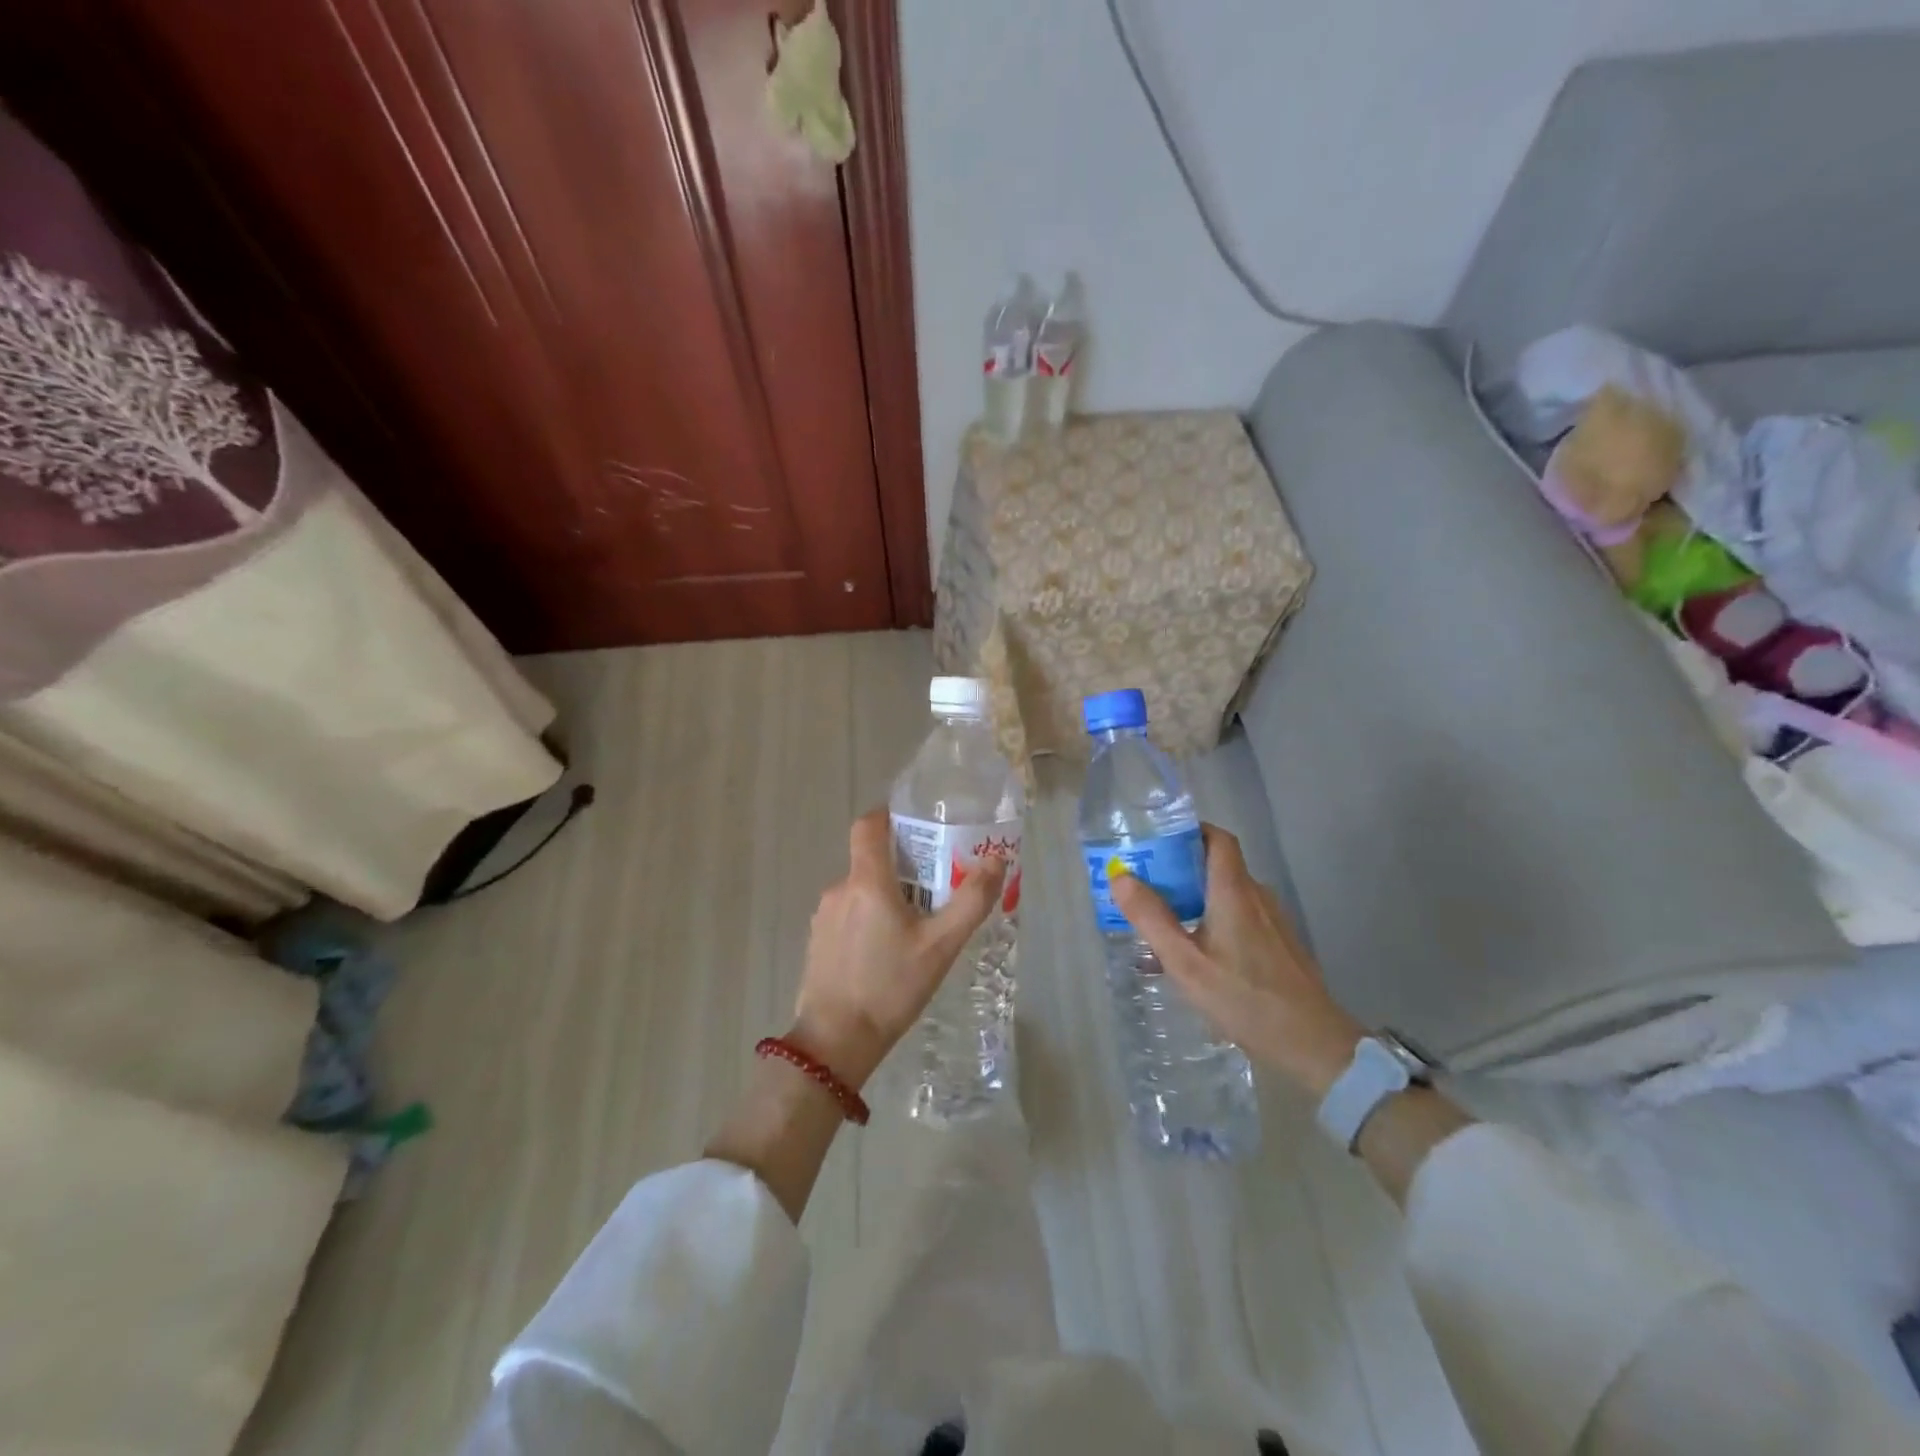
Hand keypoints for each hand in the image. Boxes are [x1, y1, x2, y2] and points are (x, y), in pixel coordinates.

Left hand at [788, 808, 1007, 1089]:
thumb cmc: (891, 987)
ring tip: (916, 923)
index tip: (917, 824)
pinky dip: (869, 917)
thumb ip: (971, 901)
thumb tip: (996, 861)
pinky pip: (848, 913)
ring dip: (886, 894)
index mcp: (867, 881)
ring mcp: (823, 916)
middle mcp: (840, 889)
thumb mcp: (941, 945)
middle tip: (935, 885)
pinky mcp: (818, 940)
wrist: (836, 1041)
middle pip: (870, 859)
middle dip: (901, 864)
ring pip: (860, 889)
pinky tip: (888, 950)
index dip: (890, 815)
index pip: (869, 824)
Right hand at [1111, 824, 1363, 1096]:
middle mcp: (1256, 896)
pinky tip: (1195, 956)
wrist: (1313, 1043)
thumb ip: (1152, 918)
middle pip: (1217, 865)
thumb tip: (1120, 876)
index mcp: (1233, 891)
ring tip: (1163, 924)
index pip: (1217, 838)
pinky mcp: (1279, 944)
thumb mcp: (1186, 963)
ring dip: (1195, 900)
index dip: (1189, 831)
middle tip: (1146, 886)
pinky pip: (1240, 918)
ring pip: (1227, 895)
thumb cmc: (1244, 998)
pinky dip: (1213, 922)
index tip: (1158, 841)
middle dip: (1180, 870)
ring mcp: (1272, 921)